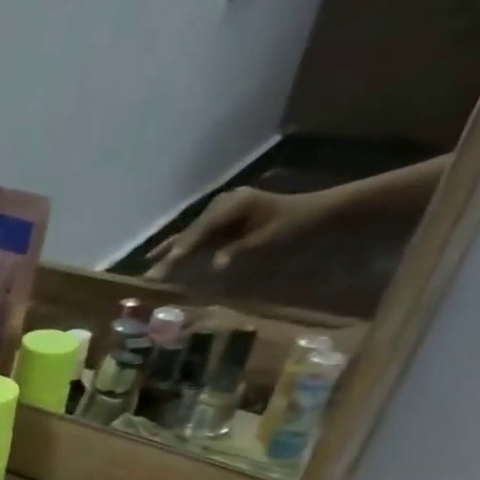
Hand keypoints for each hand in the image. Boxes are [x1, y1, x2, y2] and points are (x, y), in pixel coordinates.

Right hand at [146, 186, 332, 275]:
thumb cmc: (300, 224)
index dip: (182, 250)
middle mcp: (223, 205)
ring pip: (192, 235)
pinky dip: (187, 248)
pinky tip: (172, 258)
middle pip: (190, 233)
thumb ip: (239, 251)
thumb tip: (215, 265)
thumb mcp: (271, 238)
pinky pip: (201, 237)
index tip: (165, 267)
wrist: (330, 214)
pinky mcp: (229, 222)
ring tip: (150, 266)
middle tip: (148, 274)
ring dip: (173, 252)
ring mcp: (225, 212)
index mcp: (232, 205)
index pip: (199, 231)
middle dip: (169, 254)